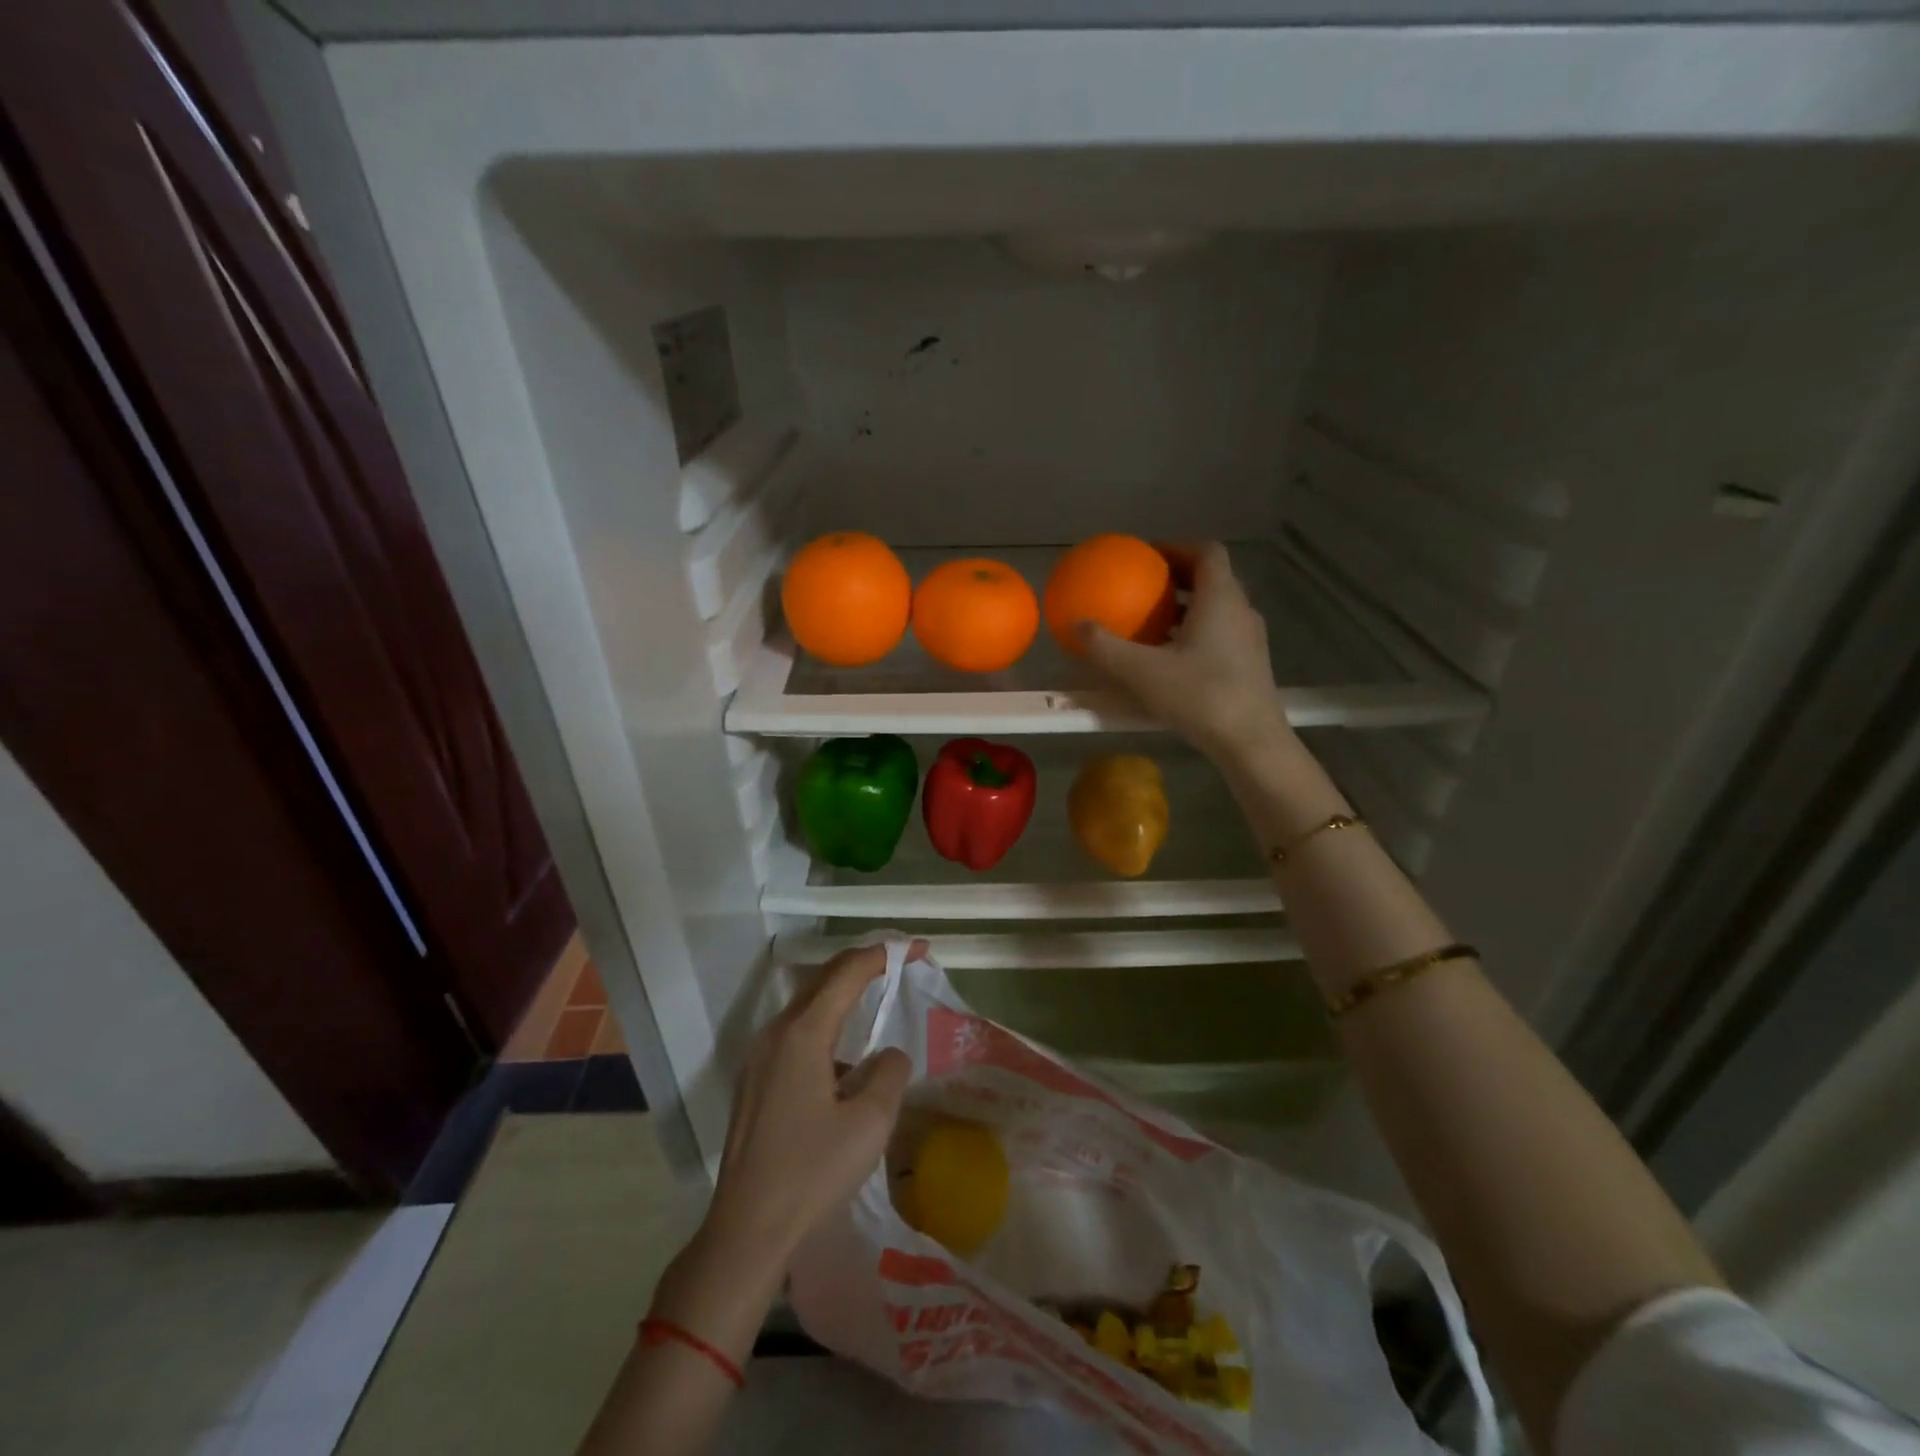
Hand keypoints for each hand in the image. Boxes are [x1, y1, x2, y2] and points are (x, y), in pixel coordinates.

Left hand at [703, 941, 921, 1269]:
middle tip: (901, 963)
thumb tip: (887, 1054)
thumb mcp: (870, 1123)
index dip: (886, 954)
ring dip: (843, 994)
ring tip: (878, 998)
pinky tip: (845, 1057)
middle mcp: (775, 1033)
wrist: (746, 1231)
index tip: (919, 950)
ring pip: (807, 1006)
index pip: (848, 972)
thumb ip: (889, 1072)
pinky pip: (796, 1033)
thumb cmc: (812, 1174)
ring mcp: (759, 1056)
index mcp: (802, 1033)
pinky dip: (826, 1024)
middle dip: (864, 964)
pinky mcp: (754, 1080)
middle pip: (823, 979)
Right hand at [1079, 543, 1294, 762]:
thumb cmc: (1200, 696)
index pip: (1206, 552)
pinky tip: (1170, 656)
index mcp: (1220, 598)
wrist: (1251, 741)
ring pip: (1217, 607)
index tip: (1148, 554)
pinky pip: (1220, 631)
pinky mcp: (1250, 663)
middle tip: (1144, 585)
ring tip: (1152, 620)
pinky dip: (1195, 630)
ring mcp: (1249, 638)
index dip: (1177, 546)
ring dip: (1186, 606)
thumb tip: (1076, 624)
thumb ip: (1106, 647)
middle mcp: (1240, 610)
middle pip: (1212, 577)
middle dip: (1177, 576)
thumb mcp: (1142, 672)